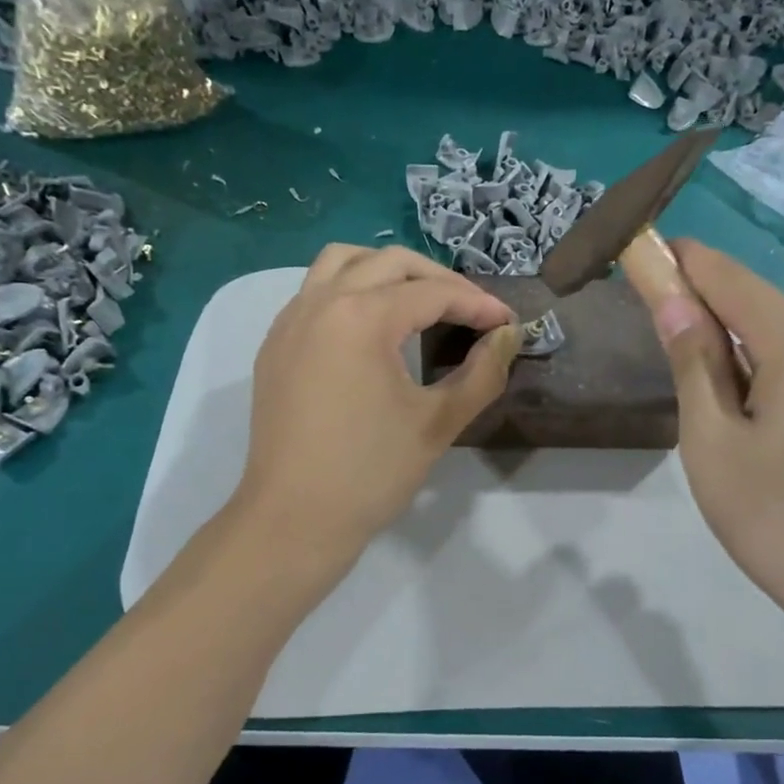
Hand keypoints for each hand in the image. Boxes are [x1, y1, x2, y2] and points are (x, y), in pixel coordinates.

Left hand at [233, 245, 520, 566]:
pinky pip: (314, 292)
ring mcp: (289, 321)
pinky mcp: (275, 345)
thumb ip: (482, 373)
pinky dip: (349, 290)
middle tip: (471, 310)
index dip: (477, 304)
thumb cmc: (369, 473)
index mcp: (360, 318)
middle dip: (437, 279)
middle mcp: (320, 303)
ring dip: (386, 271)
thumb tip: (507, 336)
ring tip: (418, 302)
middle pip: (388, 263)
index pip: (432, 293)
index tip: (508, 323)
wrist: (293, 520)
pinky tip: (370, 328)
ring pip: (341, 263)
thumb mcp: (437, 423)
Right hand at [645, 240, 783, 637]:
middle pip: (760, 312)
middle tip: (660, 343)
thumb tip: (675, 302)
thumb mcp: (714, 443)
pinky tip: (757, 436)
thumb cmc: (783, 519)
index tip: (642, 253)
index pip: (729, 277)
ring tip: (705, 408)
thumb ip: (694, 366)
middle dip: (707, 314)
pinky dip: (768, 386)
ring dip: (737, 357)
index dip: (682, 261)